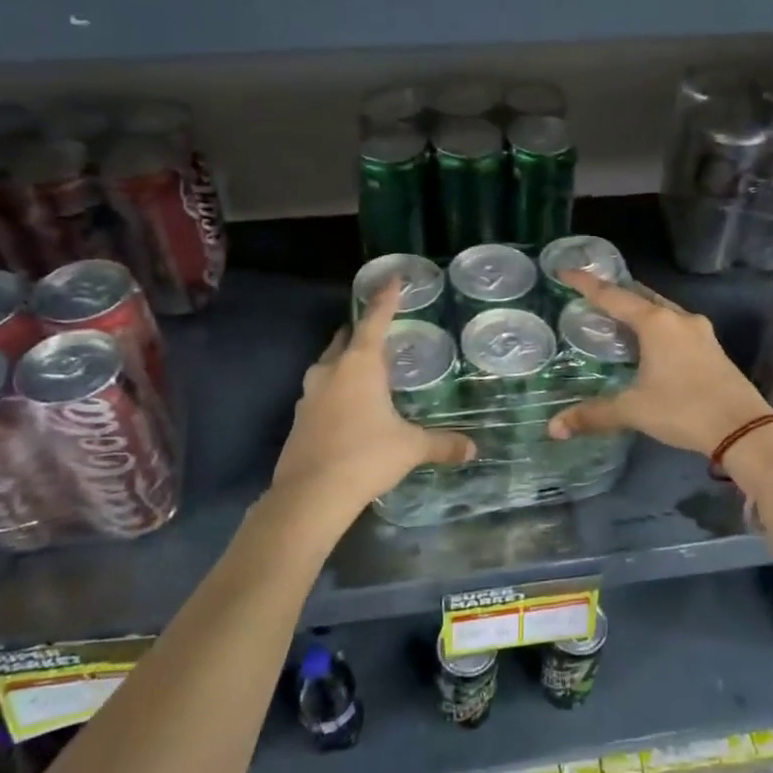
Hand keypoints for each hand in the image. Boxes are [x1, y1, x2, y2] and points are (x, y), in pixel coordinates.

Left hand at [270, 279, 473, 509]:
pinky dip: (336, 391)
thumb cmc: (366, 456)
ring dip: (346, 363)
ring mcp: (309, 394)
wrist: (310, 495)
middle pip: (346, 339)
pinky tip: (349, 409)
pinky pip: (321, 392)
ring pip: (329, 366)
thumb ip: (441, 443)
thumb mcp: (410, 447)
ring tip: (367, 371)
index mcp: (359, 365)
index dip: (386, 298)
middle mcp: (330, 371)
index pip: (375, 320)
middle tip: (381, 332)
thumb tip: (473, 449)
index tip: (392, 277)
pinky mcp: (299, 419)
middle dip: (362, 332)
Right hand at [546, 271, 772, 456]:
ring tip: (615, 318)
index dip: (586, 284)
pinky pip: (675, 326)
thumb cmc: (684, 409)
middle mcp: (679, 319)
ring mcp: (700, 332)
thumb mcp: (633, 410)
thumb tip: (554, 427)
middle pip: (640, 296)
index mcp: (656, 323)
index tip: (564, 271)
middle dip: (614, 294)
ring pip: (661, 310)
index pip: (613, 296)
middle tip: (589, 295)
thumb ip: (593, 414)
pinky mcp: (711, 348)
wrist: (744, 429)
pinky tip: (647, 343)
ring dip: (637, 310)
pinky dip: (654, 327)